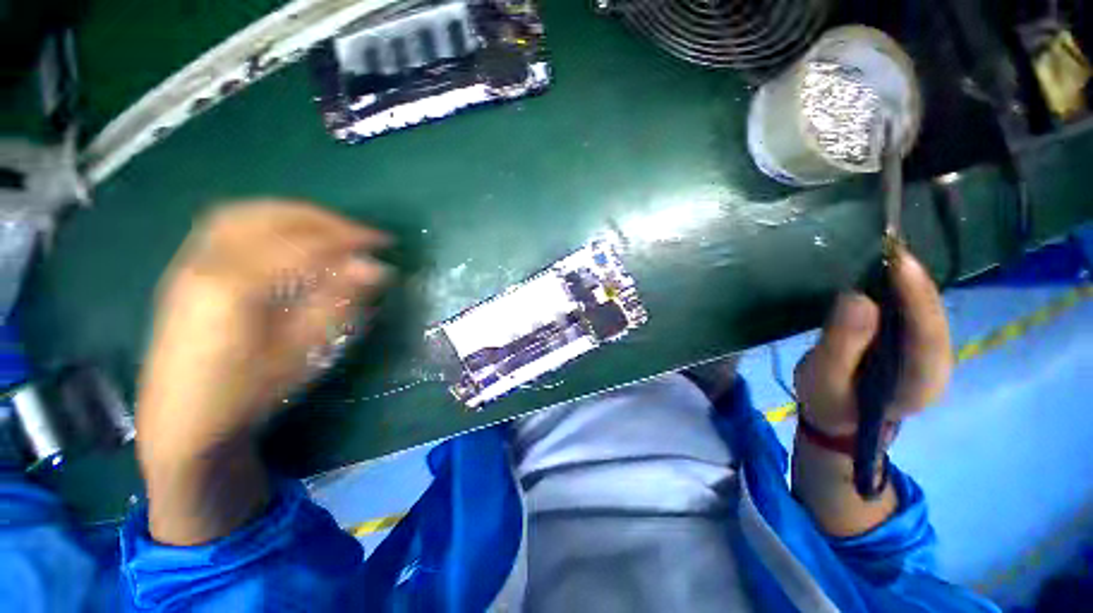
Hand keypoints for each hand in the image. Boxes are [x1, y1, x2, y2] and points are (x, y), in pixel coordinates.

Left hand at [138, 201, 391, 461]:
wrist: (181, 421)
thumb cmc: (248, 393)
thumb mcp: (303, 352)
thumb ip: (338, 301)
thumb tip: (375, 268)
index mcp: (235, 288)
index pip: (303, 244)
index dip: (348, 238)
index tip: (383, 241)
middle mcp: (206, 262)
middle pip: (270, 217)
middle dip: (322, 219)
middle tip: (359, 233)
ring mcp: (189, 262)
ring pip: (246, 213)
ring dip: (293, 214)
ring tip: (328, 229)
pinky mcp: (186, 269)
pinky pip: (228, 225)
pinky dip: (266, 220)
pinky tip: (287, 237)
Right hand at [790, 246, 951, 536]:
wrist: (838, 419)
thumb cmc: (827, 402)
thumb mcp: (823, 378)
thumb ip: (840, 344)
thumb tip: (857, 298)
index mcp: (919, 383)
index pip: (927, 334)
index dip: (916, 296)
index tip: (897, 260)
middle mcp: (936, 365)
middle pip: (934, 317)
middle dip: (915, 281)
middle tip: (889, 245)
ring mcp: (929, 354)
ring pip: (928, 311)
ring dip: (910, 281)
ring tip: (887, 251)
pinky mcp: (914, 344)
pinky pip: (915, 311)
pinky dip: (903, 289)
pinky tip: (885, 272)